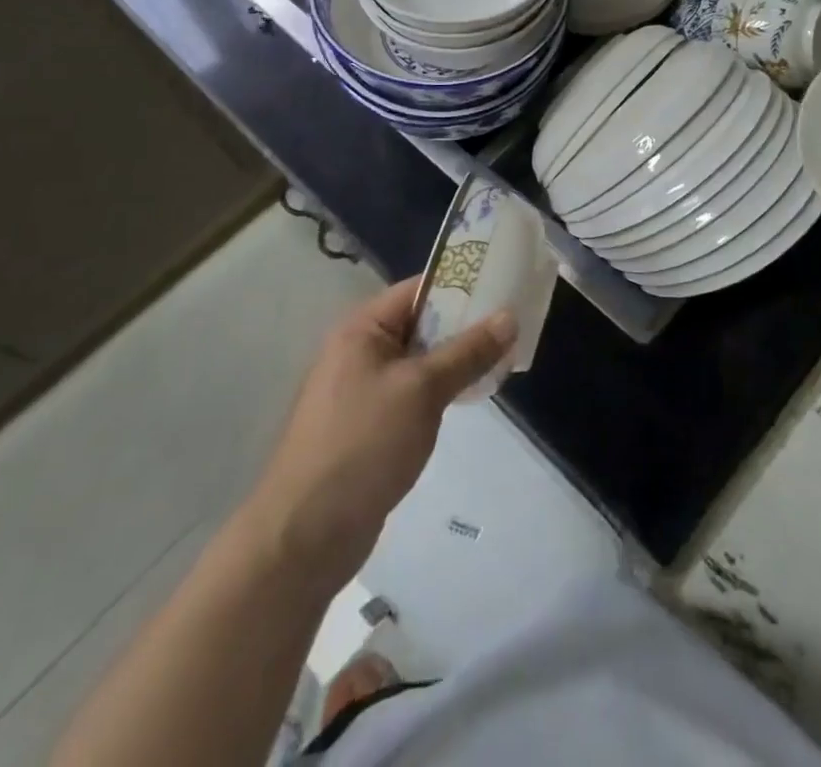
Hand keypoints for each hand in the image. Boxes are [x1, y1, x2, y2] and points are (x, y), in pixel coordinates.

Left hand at [242, 278, 513, 589]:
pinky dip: (443, 388)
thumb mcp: (422, 390)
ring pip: (422, 359)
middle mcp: (360, 351)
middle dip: (467, 324)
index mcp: (362, 329)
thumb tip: (509, 316)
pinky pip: (415, 391)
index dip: (463, 284)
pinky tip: (473, 394)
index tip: (506, 286)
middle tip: (515, 325)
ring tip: (504, 357)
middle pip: (423, 322)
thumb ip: (468, 351)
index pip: (420, 289)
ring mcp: (364, 389)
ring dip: (458, 358)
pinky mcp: (371, 425)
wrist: (305, 536)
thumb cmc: (363, 445)